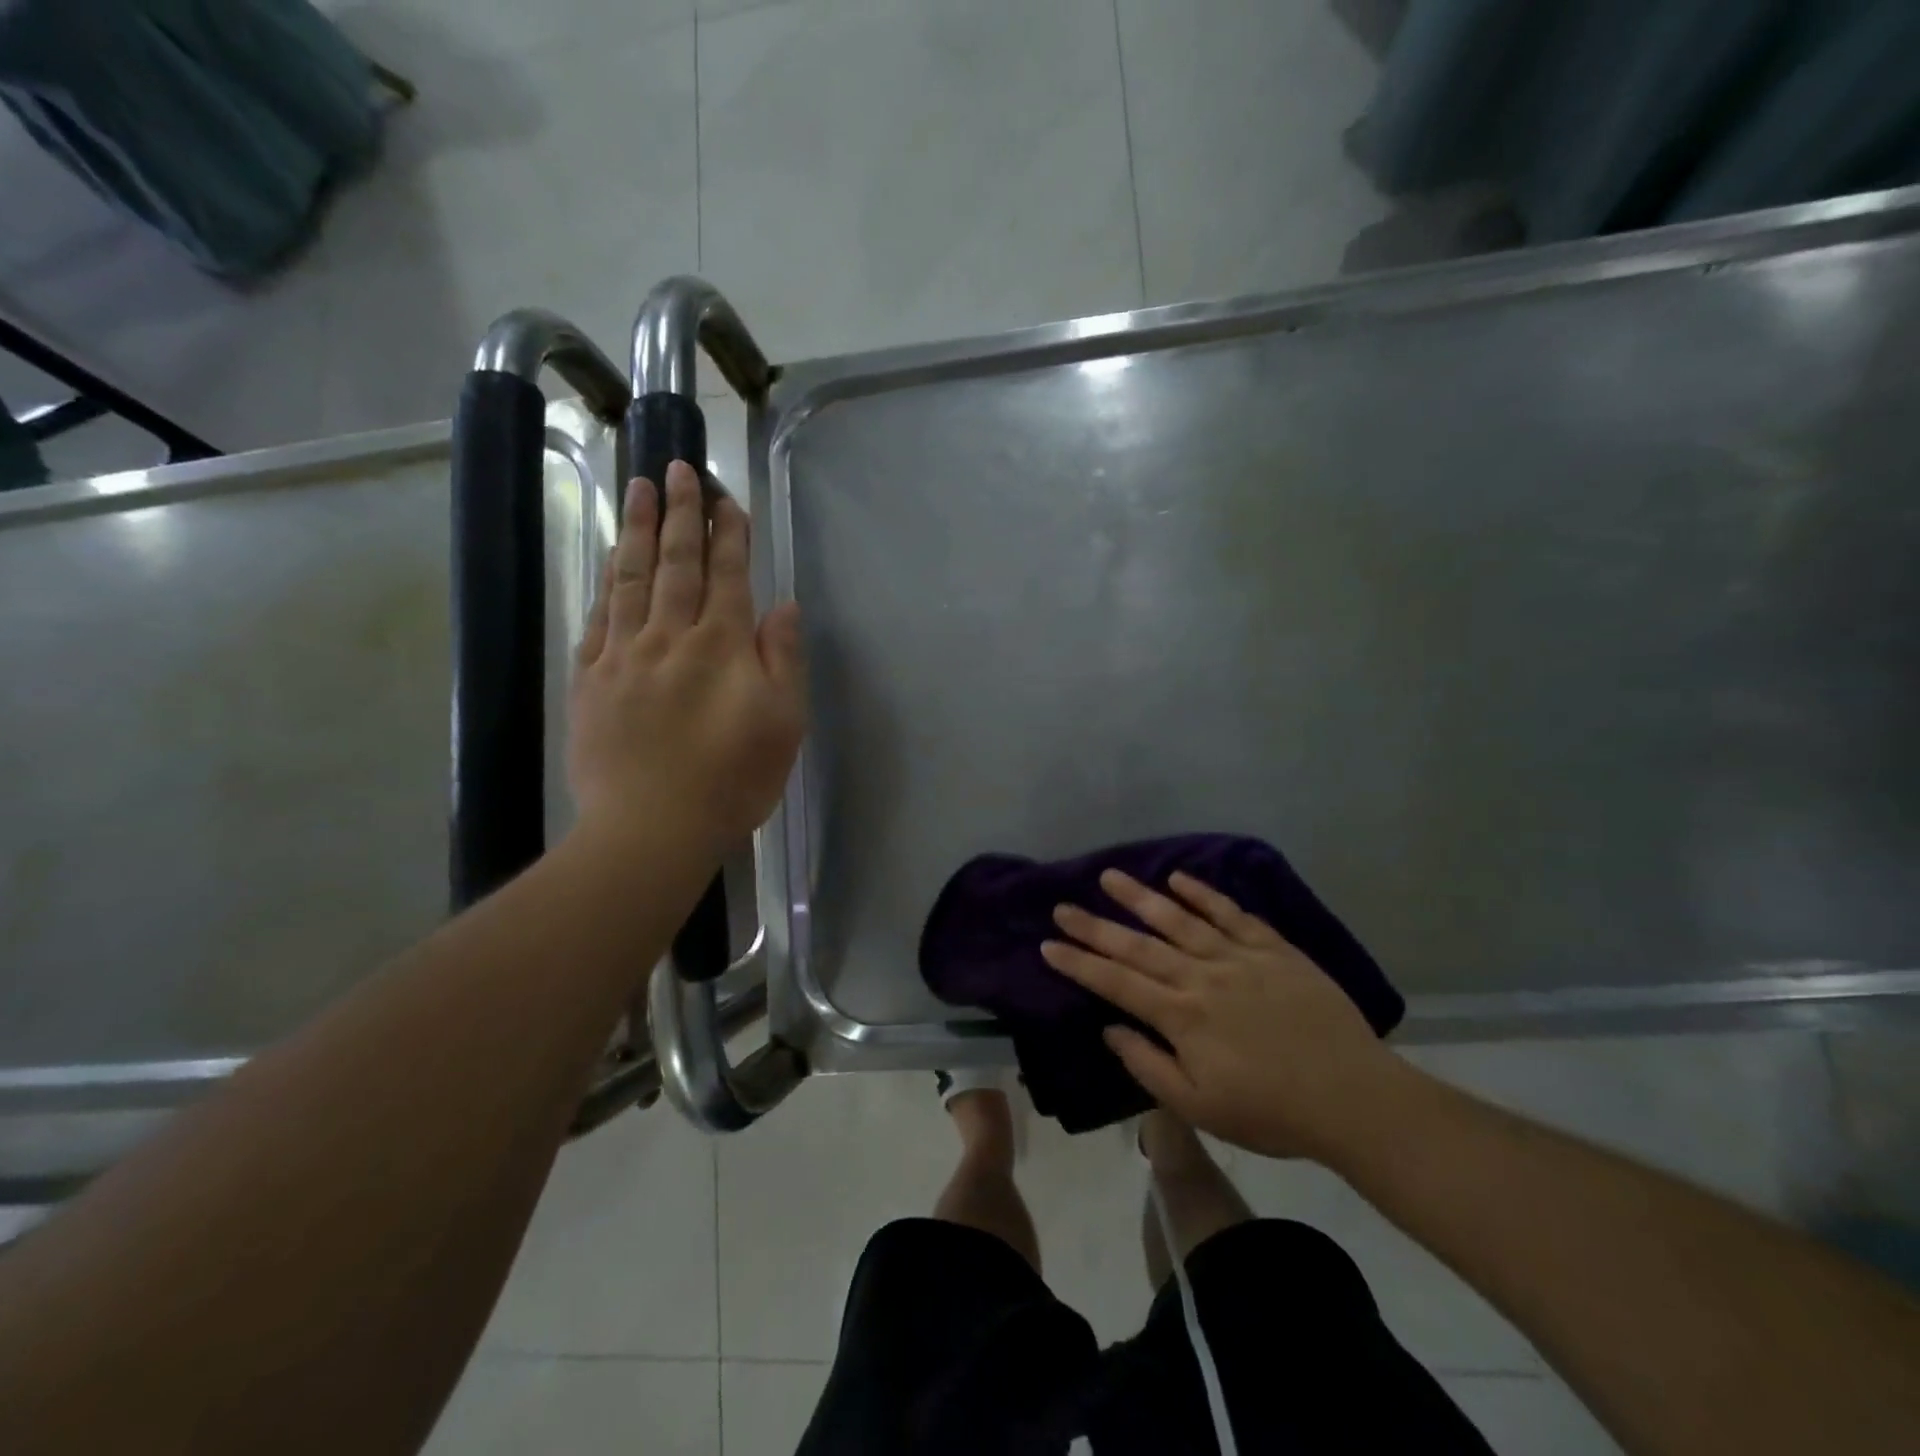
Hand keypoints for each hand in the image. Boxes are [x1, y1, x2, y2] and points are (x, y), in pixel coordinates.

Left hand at [567, 461, 805, 854]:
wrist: (650, 828)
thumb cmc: (731, 780)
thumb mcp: (783, 724)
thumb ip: (783, 659)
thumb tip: (782, 606)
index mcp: (722, 646)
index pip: (728, 575)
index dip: (730, 535)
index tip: (728, 499)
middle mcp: (670, 636)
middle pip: (677, 563)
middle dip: (682, 514)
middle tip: (679, 468)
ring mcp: (624, 655)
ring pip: (632, 578)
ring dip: (639, 530)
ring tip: (640, 488)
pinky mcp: (590, 680)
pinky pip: (599, 616)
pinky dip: (607, 581)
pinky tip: (610, 560)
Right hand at [1041, 868, 1411, 1163]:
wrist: (1353, 1097)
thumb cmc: (1272, 1112)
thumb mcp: (1200, 1108)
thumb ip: (1149, 1067)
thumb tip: (1110, 1029)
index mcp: (1181, 1017)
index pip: (1117, 983)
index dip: (1080, 963)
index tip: (1049, 945)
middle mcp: (1201, 977)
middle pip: (1138, 945)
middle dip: (1095, 926)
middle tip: (1063, 906)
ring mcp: (1238, 957)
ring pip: (1179, 919)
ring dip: (1140, 897)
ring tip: (1109, 877)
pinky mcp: (1272, 949)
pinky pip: (1231, 913)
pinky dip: (1203, 893)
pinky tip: (1179, 878)